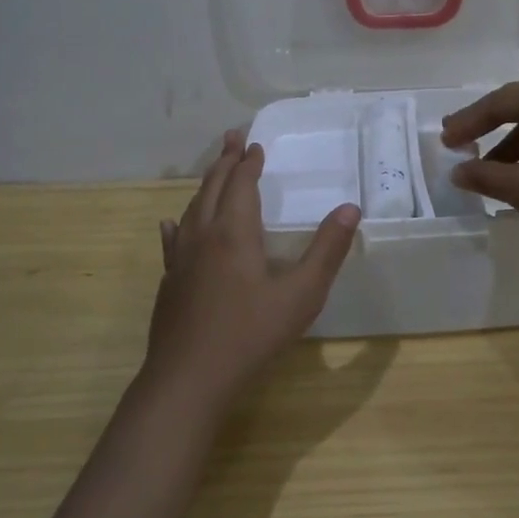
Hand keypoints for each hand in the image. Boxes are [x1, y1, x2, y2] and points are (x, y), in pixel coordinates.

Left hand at [147, 130, 360, 403]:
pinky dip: (178, 224)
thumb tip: (350, 209)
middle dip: (226, 161)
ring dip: (206, 184)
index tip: (255, 144)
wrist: (188, 379)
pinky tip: (172, 224)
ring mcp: (180, 259)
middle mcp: (203, 236)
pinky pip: (173, 240)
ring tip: (215, 171)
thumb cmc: (250, 334)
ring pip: (192, 209)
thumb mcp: (302, 294)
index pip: (242, 184)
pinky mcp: (169, 282)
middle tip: (233, 138)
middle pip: (213, 187)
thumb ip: (327, 250)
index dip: (249, 163)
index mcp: (235, 232)